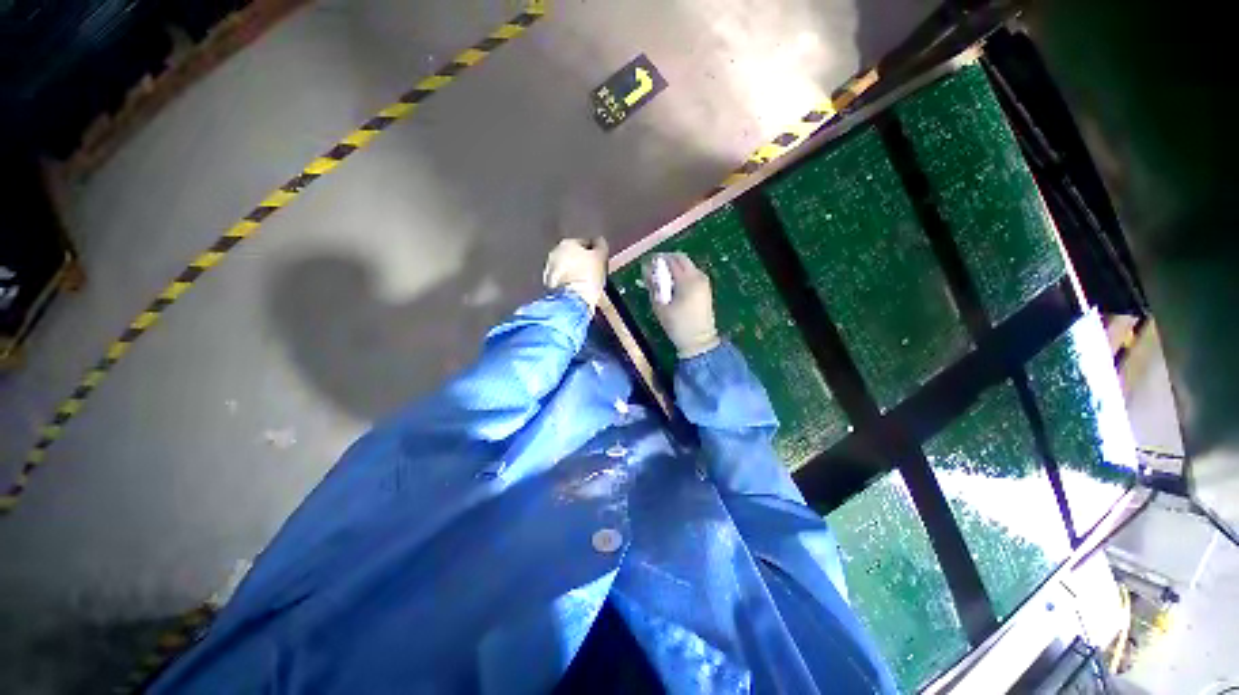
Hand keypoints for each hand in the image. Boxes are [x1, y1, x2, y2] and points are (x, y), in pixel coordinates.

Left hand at [543, 237, 608, 311]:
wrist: (572, 301)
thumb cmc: (588, 275)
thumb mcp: (601, 257)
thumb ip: (601, 246)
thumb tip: (599, 241)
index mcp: (567, 242)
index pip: (585, 243)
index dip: (595, 252)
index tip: (601, 262)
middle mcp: (554, 253)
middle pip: (573, 256)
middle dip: (582, 263)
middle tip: (594, 273)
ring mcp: (549, 270)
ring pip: (567, 269)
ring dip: (575, 274)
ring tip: (587, 285)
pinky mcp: (548, 286)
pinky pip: (563, 282)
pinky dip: (570, 285)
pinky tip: (578, 292)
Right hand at [645, 253, 719, 358]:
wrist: (699, 341)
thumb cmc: (678, 325)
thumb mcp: (660, 307)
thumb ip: (653, 286)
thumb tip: (646, 271)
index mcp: (687, 280)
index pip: (671, 260)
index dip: (658, 259)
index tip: (647, 263)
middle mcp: (698, 277)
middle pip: (682, 259)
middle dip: (667, 259)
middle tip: (654, 267)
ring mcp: (704, 282)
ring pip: (688, 265)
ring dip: (675, 266)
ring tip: (662, 277)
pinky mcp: (706, 289)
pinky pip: (692, 274)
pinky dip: (682, 274)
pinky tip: (673, 284)